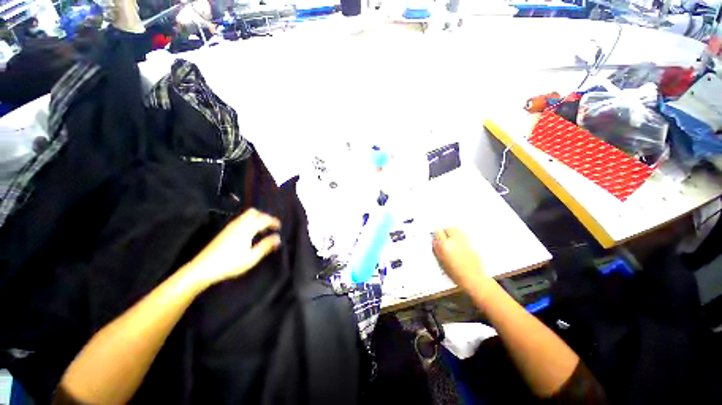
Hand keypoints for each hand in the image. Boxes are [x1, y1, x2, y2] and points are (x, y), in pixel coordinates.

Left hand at [186, 208, 280, 287]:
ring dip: (256, 219)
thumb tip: (278, 238)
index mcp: (247, 229)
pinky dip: (249, 222)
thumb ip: (266, 246)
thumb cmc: (230, 263)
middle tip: (270, 226)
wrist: (203, 268)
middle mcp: (239, 224)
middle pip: (254, 212)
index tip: (279, 227)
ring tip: (261, 230)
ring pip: (246, 215)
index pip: (264, 219)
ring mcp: (231, 226)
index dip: (273, 221)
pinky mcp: (225, 231)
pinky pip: (241, 219)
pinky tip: (249, 234)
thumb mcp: (251, 257)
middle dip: (264, 216)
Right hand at [432, 228, 485, 289]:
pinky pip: (464, 236)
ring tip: (451, 237)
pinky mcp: (472, 244)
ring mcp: (464, 241)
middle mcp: (454, 241)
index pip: (438, 232)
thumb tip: (436, 242)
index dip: (436, 234)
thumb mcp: (442, 261)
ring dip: (453, 232)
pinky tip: (459, 243)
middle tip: (444, 235)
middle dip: (445, 231)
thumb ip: (438, 250)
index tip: (436, 237)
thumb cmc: (455, 273)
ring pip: (457, 230)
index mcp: (444, 245)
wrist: (472, 279)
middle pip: (448, 228)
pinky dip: (460, 237)